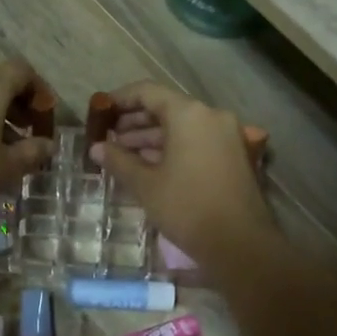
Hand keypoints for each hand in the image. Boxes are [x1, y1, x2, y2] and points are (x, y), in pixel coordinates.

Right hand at [91, 81, 273, 268]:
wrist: (239, 243)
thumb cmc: (187, 207)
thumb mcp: (145, 184)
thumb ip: (118, 161)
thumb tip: (96, 148)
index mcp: (189, 114)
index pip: (148, 92)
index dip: (120, 99)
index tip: (100, 113)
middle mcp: (211, 116)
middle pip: (167, 108)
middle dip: (135, 122)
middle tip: (109, 138)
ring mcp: (227, 136)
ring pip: (182, 127)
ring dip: (152, 137)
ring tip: (123, 155)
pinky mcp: (234, 156)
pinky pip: (197, 141)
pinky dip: (173, 148)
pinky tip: (151, 166)